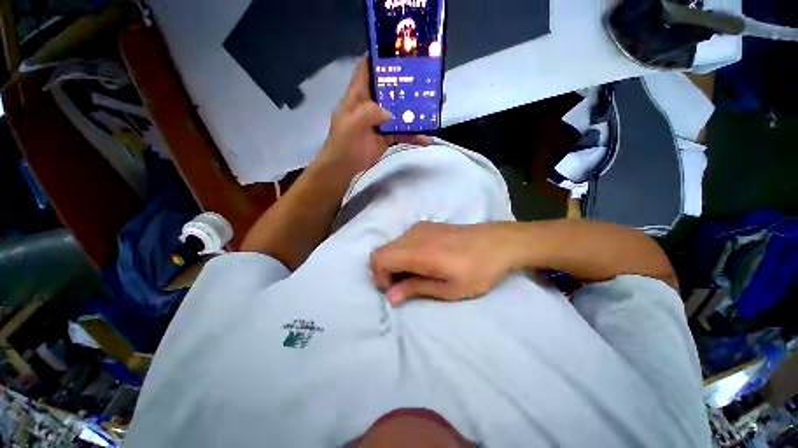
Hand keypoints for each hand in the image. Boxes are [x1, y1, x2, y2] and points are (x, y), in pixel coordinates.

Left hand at [313, 56, 430, 176]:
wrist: (345, 166)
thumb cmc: (343, 143)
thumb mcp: (351, 124)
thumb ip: (368, 113)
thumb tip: (390, 113)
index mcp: (359, 94)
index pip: (368, 68)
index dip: (380, 57)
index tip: (400, 51)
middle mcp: (372, 103)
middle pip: (391, 89)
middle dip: (408, 84)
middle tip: (428, 80)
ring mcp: (381, 120)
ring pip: (401, 111)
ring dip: (416, 111)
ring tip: (435, 109)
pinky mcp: (387, 135)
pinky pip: (403, 132)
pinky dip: (414, 136)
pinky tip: (426, 140)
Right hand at [370, 221, 514, 305]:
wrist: (498, 242)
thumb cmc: (478, 270)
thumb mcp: (449, 288)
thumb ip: (416, 289)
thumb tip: (390, 297)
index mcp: (417, 251)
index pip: (379, 259)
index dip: (380, 277)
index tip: (396, 290)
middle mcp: (413, 235)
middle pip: (382, 252)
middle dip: (386, 272)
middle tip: (406, 286)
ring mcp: (419, 227)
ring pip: (392, 246)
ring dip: (395, 263)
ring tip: (417, 274)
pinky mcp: (426, 225)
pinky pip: (404, 240)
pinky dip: (404, 253)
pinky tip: (424, 261)